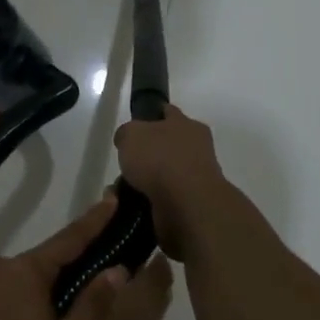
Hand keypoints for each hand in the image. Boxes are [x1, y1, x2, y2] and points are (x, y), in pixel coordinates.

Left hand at [0, 199, 127, 319]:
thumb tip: (118, 269)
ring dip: (40, 297)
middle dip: (67, 273)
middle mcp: (0, 268)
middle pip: (44, 263)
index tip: (112, 198)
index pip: (70, 238)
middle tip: (90, 290)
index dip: (94, 220)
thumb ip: (90, 307)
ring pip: (20, 284)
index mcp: (27, 271)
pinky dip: (17, 309)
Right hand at [114, 105, 230, 258]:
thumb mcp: (131, 134)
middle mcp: (197, 148)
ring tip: (123, 189)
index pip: (168, 113)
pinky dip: (150, 201)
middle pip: (167, 146)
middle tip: (126, 163)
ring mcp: (197, 178)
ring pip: (165, 175)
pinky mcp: (192, 205)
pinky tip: (132, 205)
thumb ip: (127, 133)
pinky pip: (164, 199)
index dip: (151, 116)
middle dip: (147, 154)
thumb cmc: (160, 160)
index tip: (136, 125)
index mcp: (187, 125)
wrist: (187, 205)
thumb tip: (128, 140)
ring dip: (147, 182)